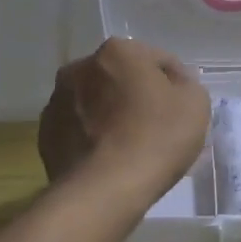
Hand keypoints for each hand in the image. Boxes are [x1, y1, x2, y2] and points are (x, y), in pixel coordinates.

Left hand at [39, 37, 209, 200]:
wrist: (105, 190)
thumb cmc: (156, 138)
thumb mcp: (195, 104)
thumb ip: (187, 84)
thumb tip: (174, 83)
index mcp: (118, 51)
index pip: (157, 60)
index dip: (175, 83)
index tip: (182, 108)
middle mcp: (80, 67)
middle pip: (120, 77)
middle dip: (136, 95)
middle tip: (156, 126)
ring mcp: (58, 101)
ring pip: (95, 102)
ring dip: (110, 114)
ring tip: (129, 145)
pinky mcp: (45, 134)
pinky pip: (78, 128)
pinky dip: (92, 136)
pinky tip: (107, 158)